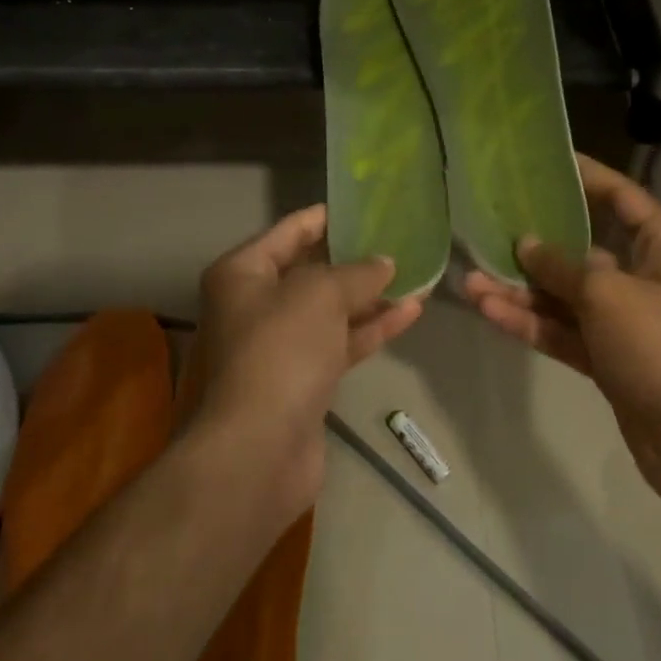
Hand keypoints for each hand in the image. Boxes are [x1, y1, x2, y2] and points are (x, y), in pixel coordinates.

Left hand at [194, 205, 423, 512]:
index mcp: (243, 272)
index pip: (290, 231)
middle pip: (312, 270)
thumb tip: (384, 263)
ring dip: (371, 295)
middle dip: (356, 259)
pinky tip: (411, 311)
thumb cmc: (280, 351)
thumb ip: (357, 273)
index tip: (367, 208)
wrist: (257, 452)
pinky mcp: (303, 380)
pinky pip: (340, 343)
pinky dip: (371, 328)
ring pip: (331, 310)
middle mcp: (255, 304)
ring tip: (418, 275)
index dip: (328, 218)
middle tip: (400, 240)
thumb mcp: (321, 295)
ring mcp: (279, 345)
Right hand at [462, 155, 660, 521]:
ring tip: (471, 281)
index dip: (588, 177)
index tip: (546, 162)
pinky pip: (563, 332)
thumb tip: (527, 244)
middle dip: (536, 245)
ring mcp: (624, 323)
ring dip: (521, 291)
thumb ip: (562, 267)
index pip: (623, 199)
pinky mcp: (607, 360)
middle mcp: (644, 278)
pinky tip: (489, 312)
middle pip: (583, 250)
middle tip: (490, 227)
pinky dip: (531, 324)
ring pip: (565, 297)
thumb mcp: (608, 295)